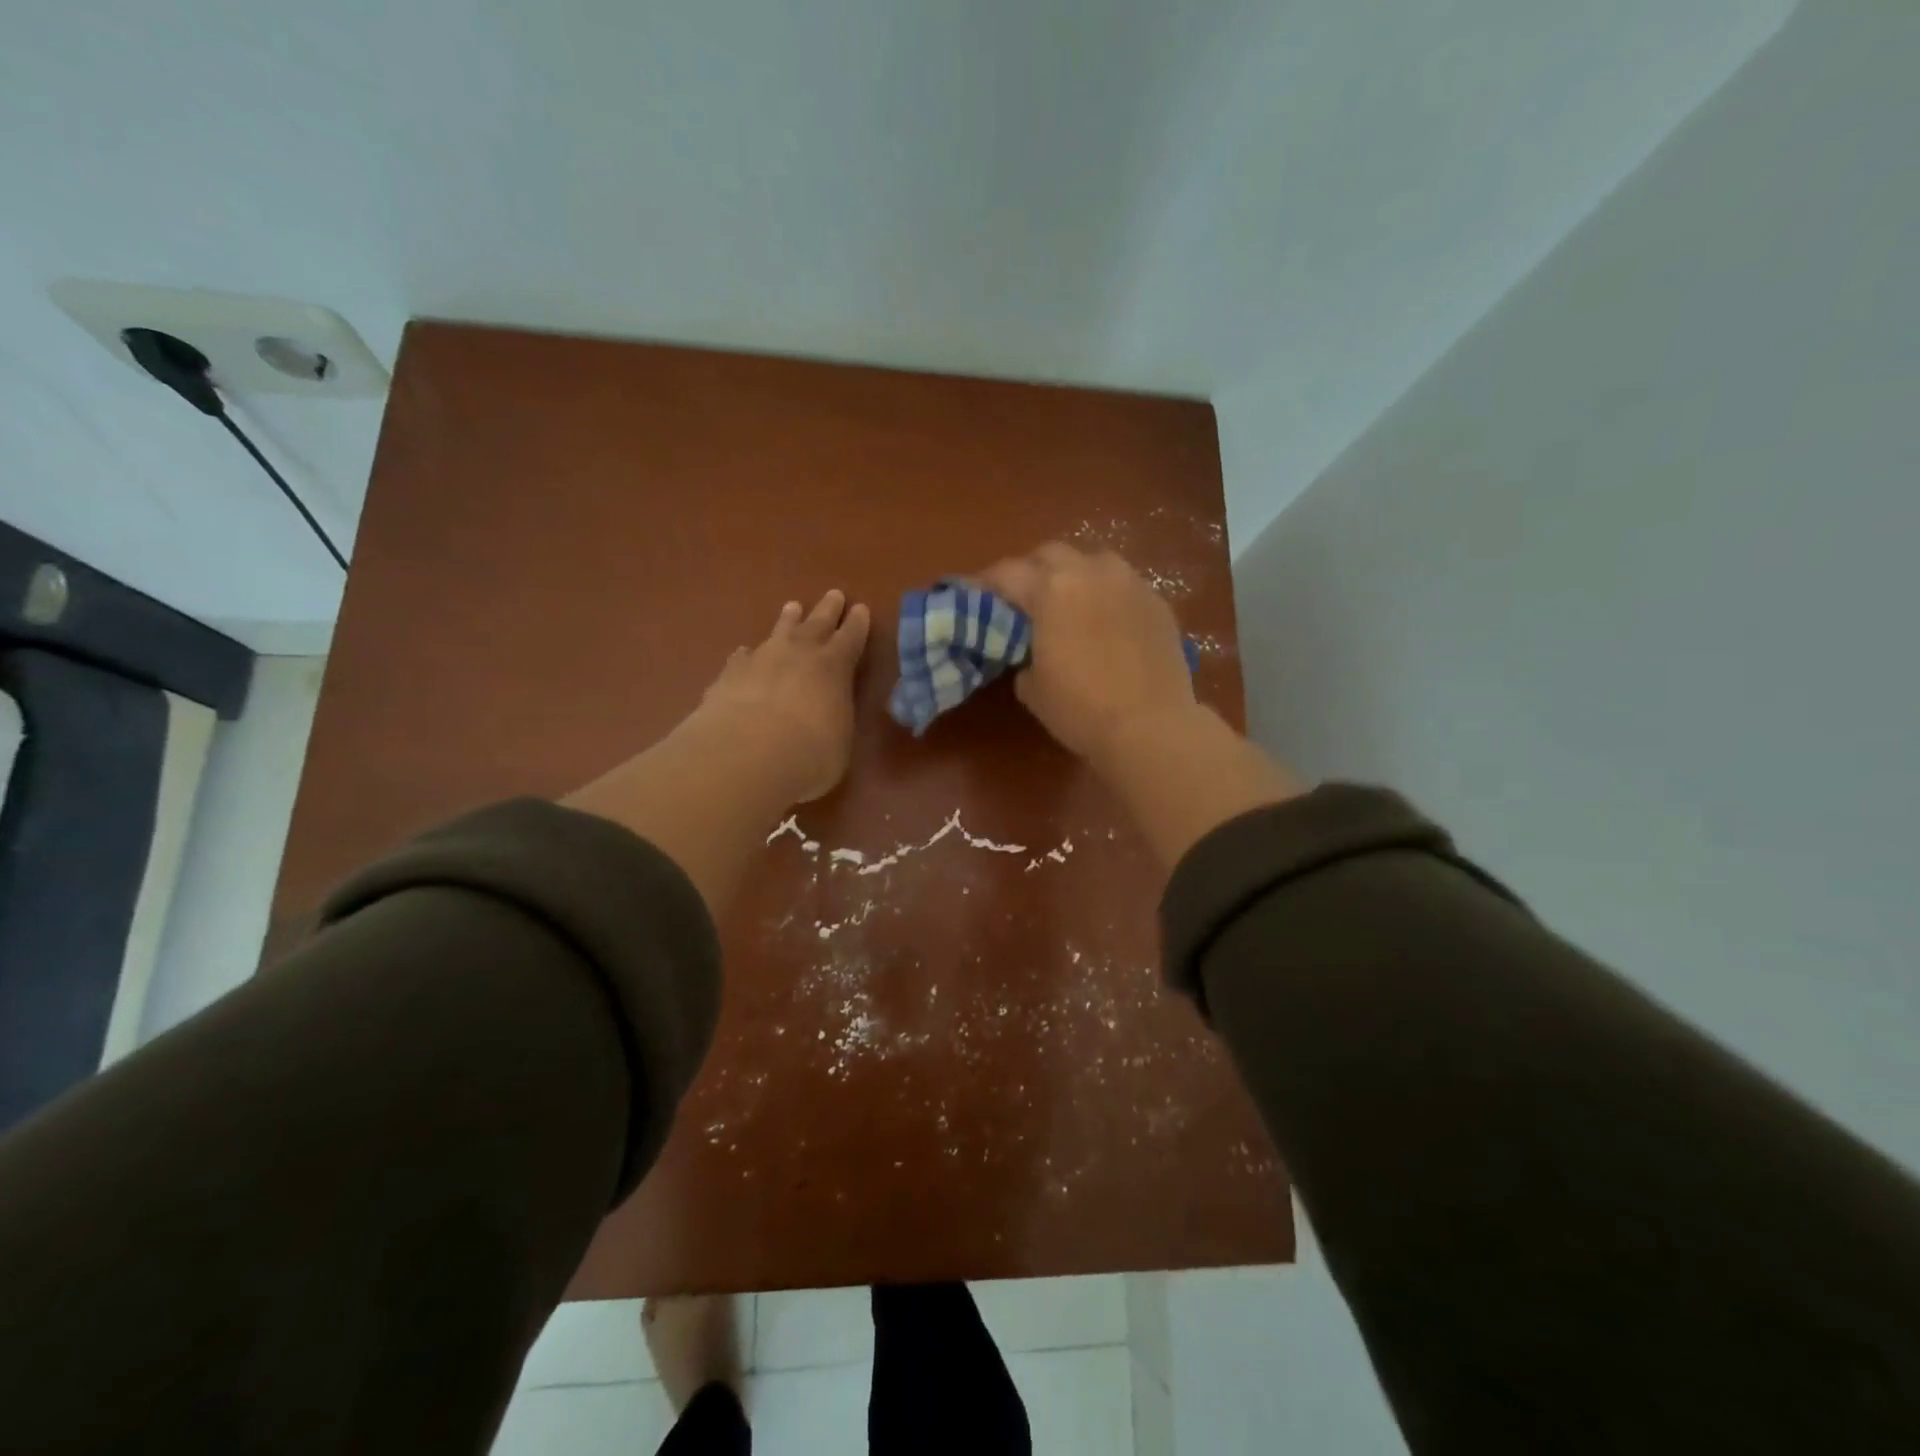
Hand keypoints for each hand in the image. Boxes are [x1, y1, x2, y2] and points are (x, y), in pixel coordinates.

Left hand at [693, 589, 870, 802]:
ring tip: (792, 607)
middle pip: (817, 623)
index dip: (857, 624)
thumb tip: (829, 717)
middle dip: (828, 609)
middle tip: (834, 594)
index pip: (851, 638)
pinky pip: (742, 657)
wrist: (747, 753)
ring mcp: (762, 659)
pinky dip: (747, 655)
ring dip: (788, 620)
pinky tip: (744, 654)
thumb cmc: (810, 754)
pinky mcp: (730, 674)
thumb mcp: (840, 741)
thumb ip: (835, 721)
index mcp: (834, 667)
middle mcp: (799, 653)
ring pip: (779, 631)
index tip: (861, 609)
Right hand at [979, 543, 1196, 765]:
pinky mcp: (1158, 601)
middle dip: (1031, 570)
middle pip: (1050, 553)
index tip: (974, 596)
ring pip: (1093, 561)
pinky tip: (1105, 621)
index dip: (985, 584)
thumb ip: (1023, 654)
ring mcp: (1130, 582)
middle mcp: (1091, 572)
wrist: (1151, 727)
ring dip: (1073, 575)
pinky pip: (1123, 584)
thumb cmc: (1080, 709)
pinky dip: (1106, 594)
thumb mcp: (1032, 688)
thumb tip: (1032, 650)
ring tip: (1068, 603)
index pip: (1006, 573)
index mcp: (1051, 589)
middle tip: (1022, 599)